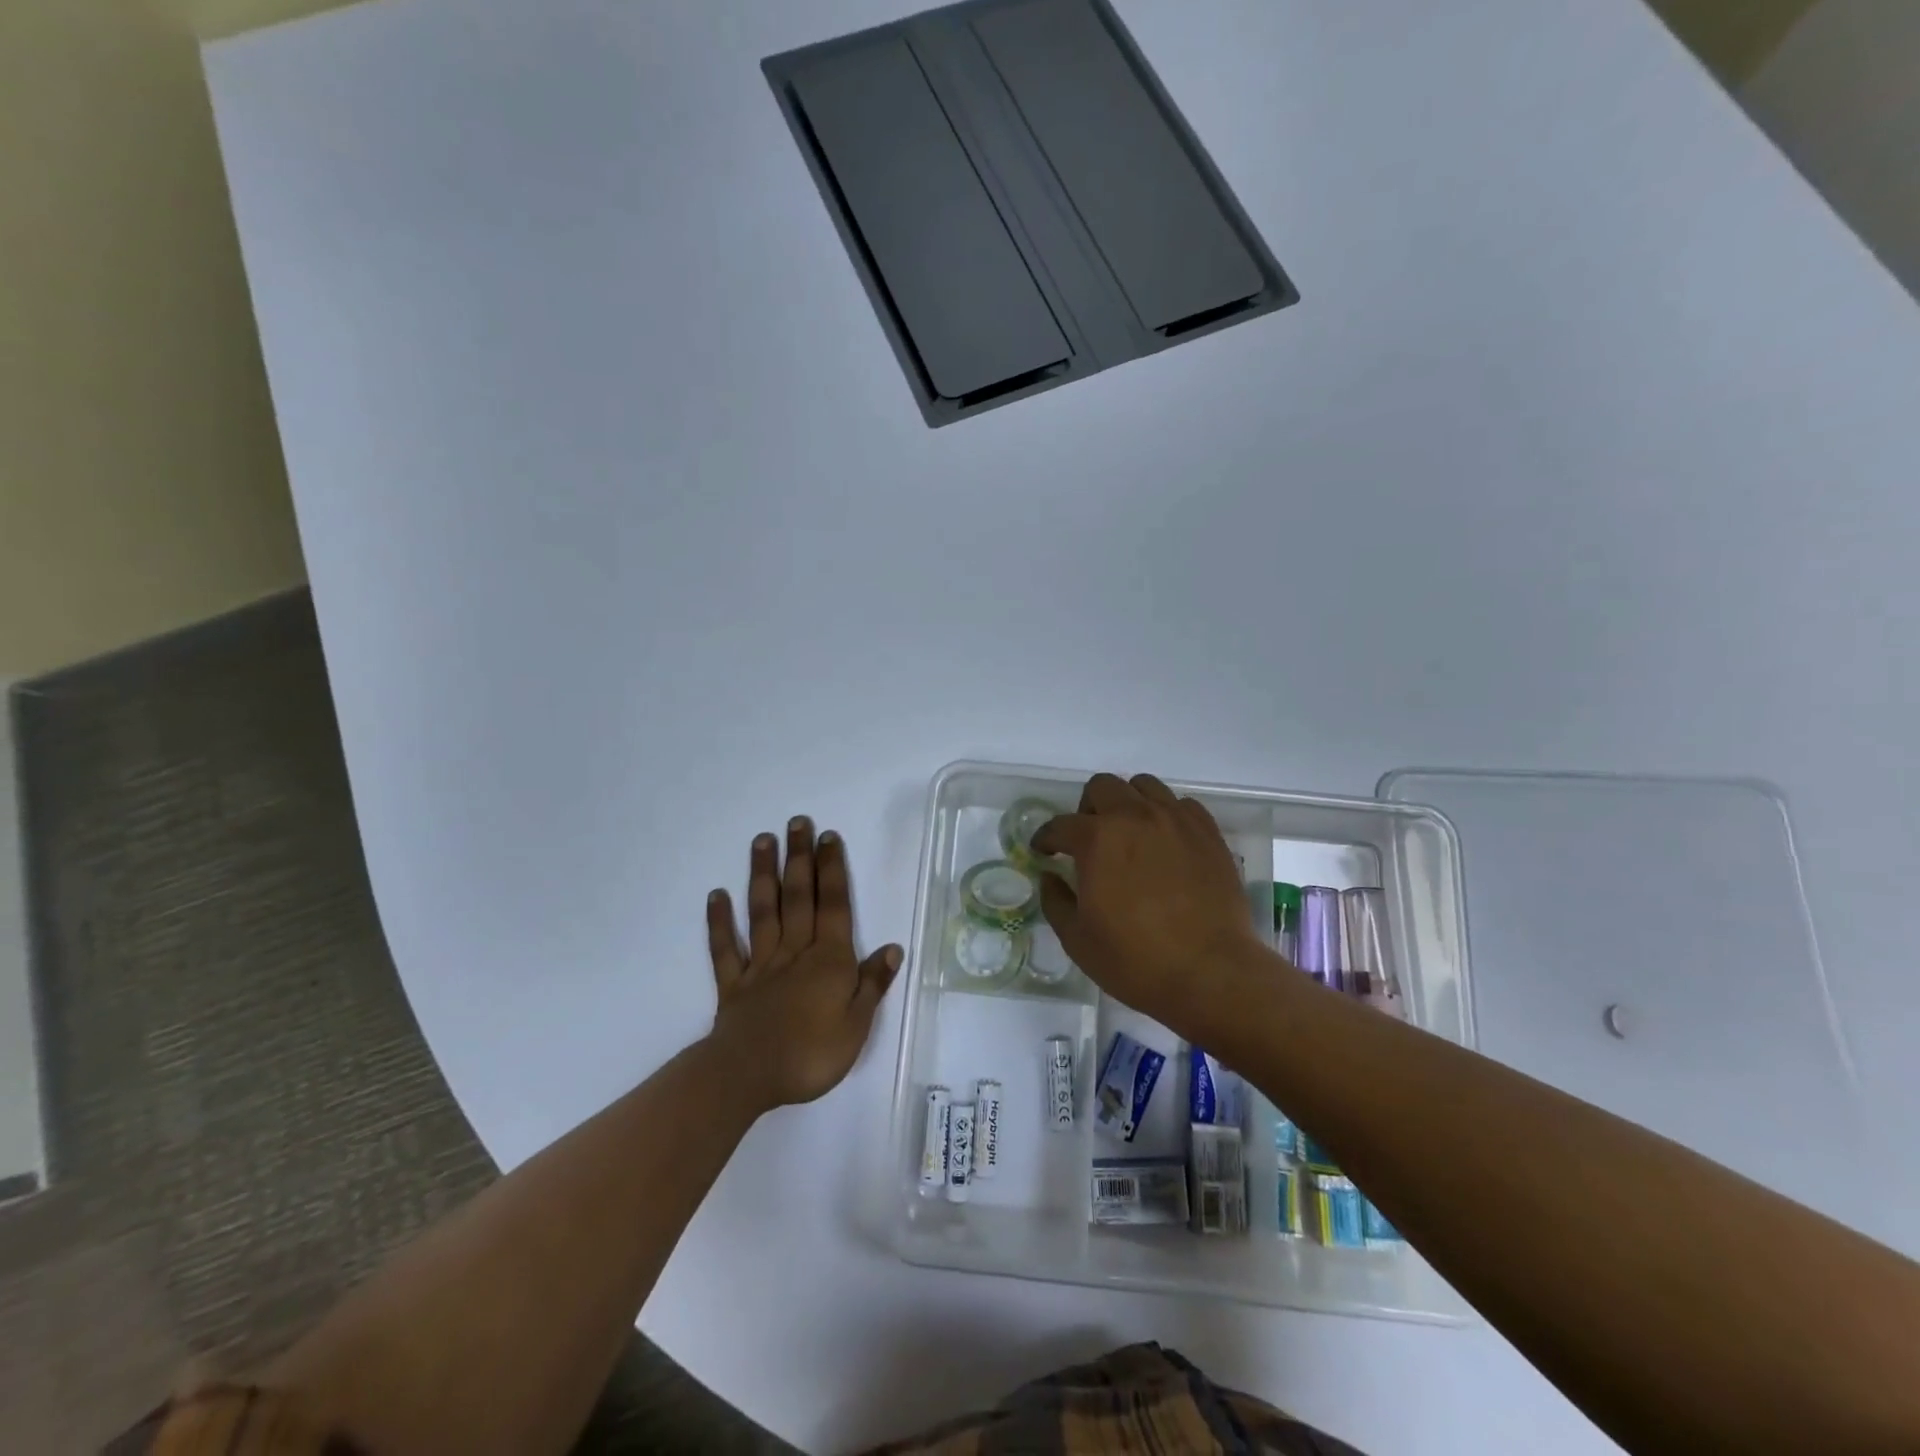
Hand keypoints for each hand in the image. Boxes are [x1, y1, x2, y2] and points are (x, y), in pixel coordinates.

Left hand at [704, 817, 900, 1112]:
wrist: (748, 1078)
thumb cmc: (810, 1054)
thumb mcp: (857, 1026)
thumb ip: (872, 984)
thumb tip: (892, 947)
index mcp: (828, 960)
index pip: (833, 906)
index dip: (832, 870)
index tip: (828, 837)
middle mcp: (794, 951)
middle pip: (798, 897)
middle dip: (799, 858)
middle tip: (797, 822)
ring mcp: (761, 965)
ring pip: (763, 911)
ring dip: (763, 875)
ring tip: (762, 841)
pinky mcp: (733, 984)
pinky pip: (726, 948)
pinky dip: (720, 921)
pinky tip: (716, 895)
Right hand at [1033, 773, 1263, 1031]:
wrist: (1210, 973)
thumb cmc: (1135, 960)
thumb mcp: (1078, 939)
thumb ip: (1056, 900)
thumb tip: (1050, 877)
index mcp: (1097, 839)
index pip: (1060, 825)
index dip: (1046, 838)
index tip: (1044, 851)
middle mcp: (1135, 816)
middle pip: (1102, 787)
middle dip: (1086, 809)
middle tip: (1088, 840)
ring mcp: (1176, 820)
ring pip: (1144, 785)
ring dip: (1128, 803)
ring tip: (1129, 834)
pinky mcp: (1208, 833)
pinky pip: (1182, 805)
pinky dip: (1167, 815)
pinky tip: (1166, 843)